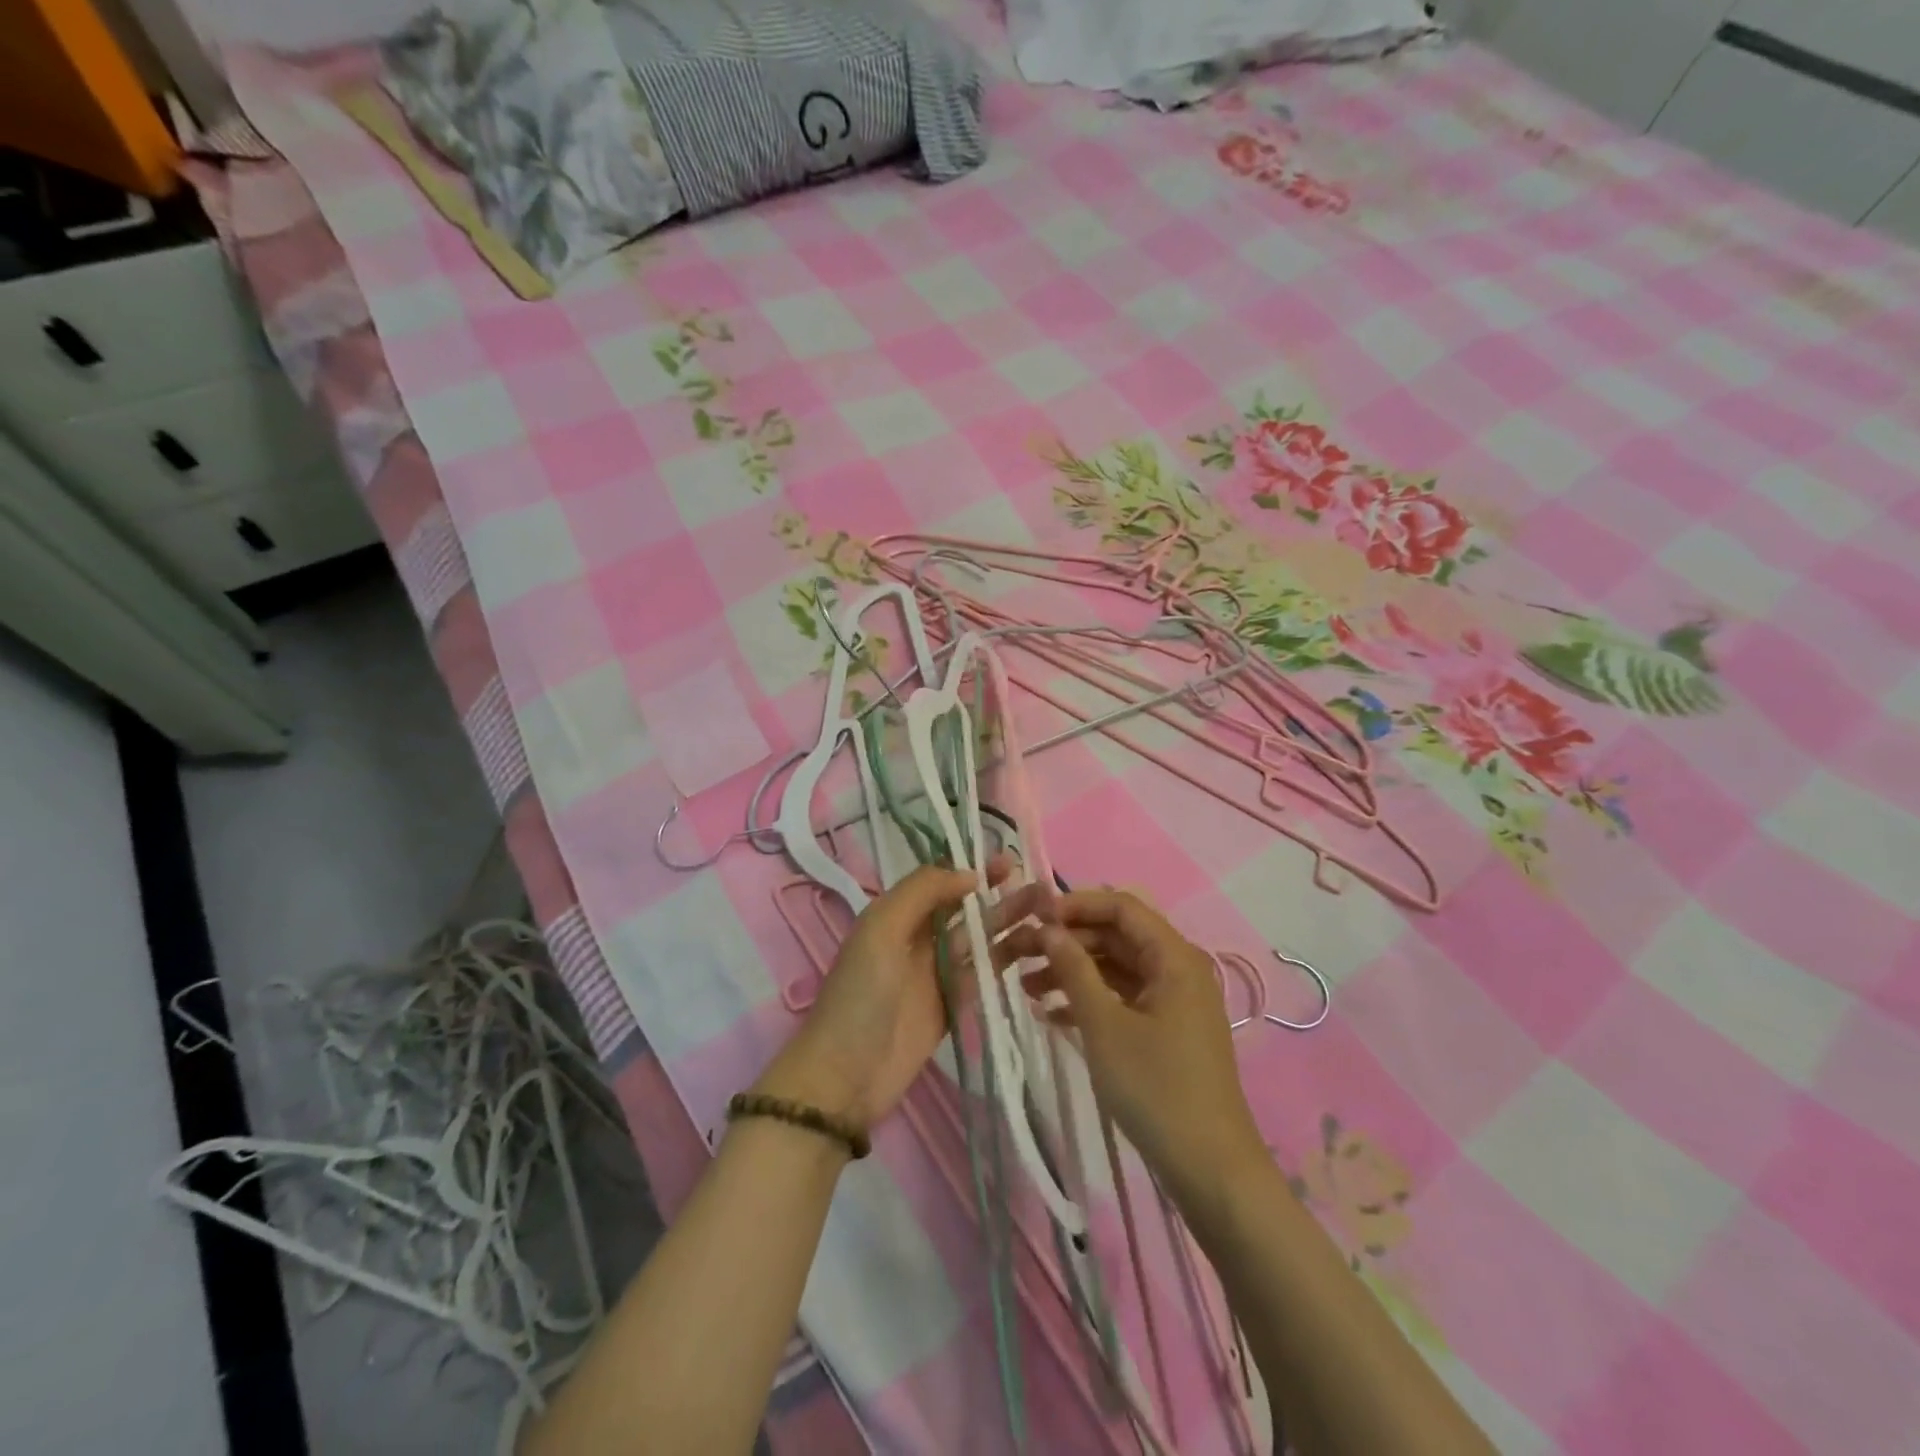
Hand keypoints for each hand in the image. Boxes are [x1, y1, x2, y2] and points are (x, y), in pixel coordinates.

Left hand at [757, 858, 1043, 1130]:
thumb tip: (969, 875)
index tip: (1007, 858)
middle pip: (964, 908)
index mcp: (895, 915)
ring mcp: (937, 973)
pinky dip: (1008, 958)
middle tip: (1039, 883)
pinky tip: (1037, 946)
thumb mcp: (881, 929)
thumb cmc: (861, 995)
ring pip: (979, 939)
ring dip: (1009, 922)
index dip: (971, 868)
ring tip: (1048, 910)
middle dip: (998, 893)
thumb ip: (922, 893)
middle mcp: (917, 939)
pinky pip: (984, 973)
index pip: (939, 882)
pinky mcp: (953, 1005)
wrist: (846, 1076)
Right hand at [1004, 889, 1264, 1203]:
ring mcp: (1173, 1001)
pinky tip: (1051, 1014)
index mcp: (1173, 957)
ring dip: (1073, 971)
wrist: (1209, 1168)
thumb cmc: (1156, 1088)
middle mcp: (1177, 969)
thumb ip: (1074, 969)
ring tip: (1025, 987)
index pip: (1121, 906)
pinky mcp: (1166, 1029)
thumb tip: (1047, 928)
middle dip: (1067, 940)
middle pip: (1116, 936)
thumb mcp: (1104, 1025)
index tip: (1033, 916)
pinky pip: (1123, 997)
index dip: (1076, 904)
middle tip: (1018, 953)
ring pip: (1116, 968)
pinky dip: (1090, 999)